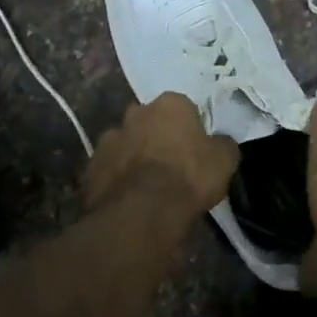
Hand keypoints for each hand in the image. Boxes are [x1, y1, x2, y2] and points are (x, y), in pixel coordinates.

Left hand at [84, 92, 238, 233]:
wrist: (143, 212)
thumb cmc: (189, 177)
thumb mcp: (225, 160)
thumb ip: (223, 144)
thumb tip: (220, 142)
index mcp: (170, 104)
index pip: (183, 107)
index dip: (190, 128)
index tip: (195, 149)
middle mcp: (136, 112)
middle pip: (149, 121)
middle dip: (157, 136)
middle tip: (171, 164)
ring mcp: (109, 138)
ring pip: (126, 143)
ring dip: (134, 155)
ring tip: (147, 184)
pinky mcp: (91, 166)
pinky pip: (109, 168)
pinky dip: (117, 177)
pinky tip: (128, 197)